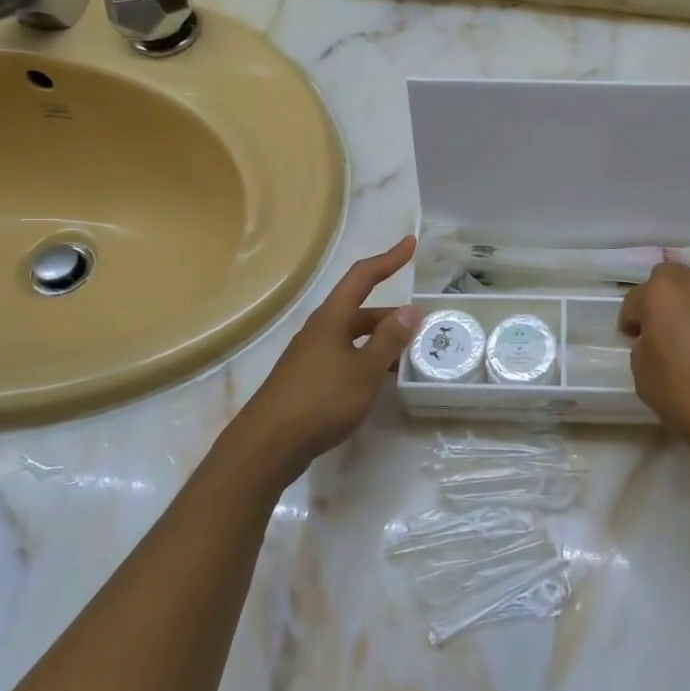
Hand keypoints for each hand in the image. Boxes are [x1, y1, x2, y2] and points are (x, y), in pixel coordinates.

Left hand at [217, 236, 421, 479]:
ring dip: (381, 341)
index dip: (388, 259)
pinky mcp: (307, 381)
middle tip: (422, 327)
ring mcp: (311, 356)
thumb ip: (390, 340)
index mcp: (331, 319)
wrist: (267, 446)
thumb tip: (411, 310)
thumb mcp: (364, 370)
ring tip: (409, 356)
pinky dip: (367, 361)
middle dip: (392, 316)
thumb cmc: (320, 400)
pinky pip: (345, 359)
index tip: (411, 244)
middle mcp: (319, 331)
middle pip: (360, 310)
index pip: (362, 277)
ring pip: (353, 338)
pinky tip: (379, 381)